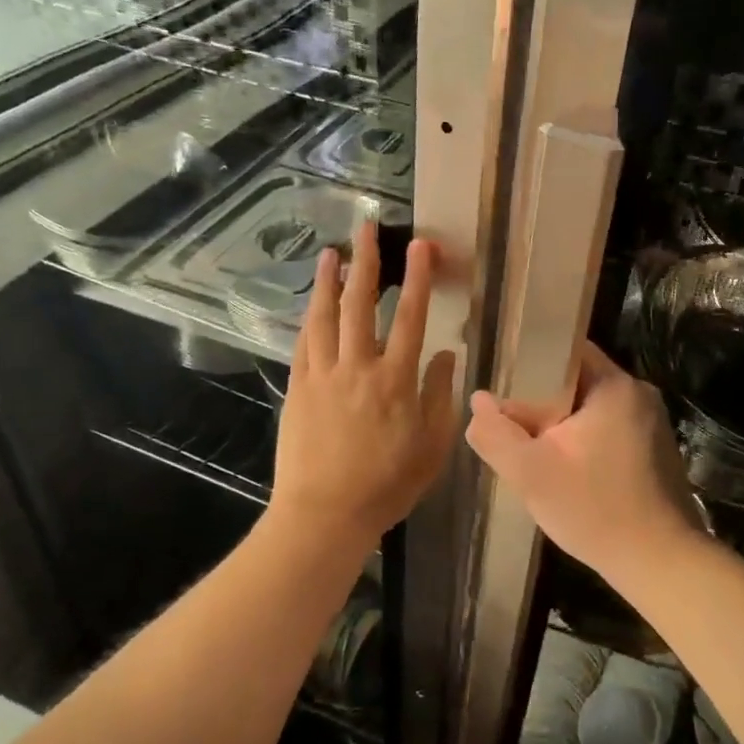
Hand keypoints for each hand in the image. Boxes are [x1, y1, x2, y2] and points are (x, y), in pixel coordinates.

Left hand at [271, 223, 458, 542]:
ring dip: (329, 281)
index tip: (419, 245)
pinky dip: (310, 318)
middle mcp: (358, 367)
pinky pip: (304, 343)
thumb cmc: (387, 485)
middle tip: (366, 228)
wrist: (324, 514)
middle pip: (362, 304)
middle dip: (366, 262)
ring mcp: (323, 375)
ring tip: (332, 252)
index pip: (411, 317)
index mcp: (396, 380)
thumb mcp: (432, 447)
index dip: (417, 278)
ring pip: (326, 317)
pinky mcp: (298, 388)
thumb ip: (441, 396)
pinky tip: (312, 304)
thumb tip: (446, 354)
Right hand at [465, 343, 707, 581]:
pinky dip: (585, 442)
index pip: (566, 350)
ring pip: (591, 410)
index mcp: (615, 385)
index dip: (530, 363)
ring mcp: (652, 423)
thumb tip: (477, 401)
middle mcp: (639, 394)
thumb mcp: (530, 473)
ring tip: (533, 449)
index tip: (504, 386)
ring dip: (562, 425)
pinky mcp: (656, 451)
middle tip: (512, 426)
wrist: (659, 563)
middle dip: (542, 402)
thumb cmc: (594, 509)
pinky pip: (609, 431)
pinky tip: (567, 470)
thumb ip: (496, 434)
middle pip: (577, 382)